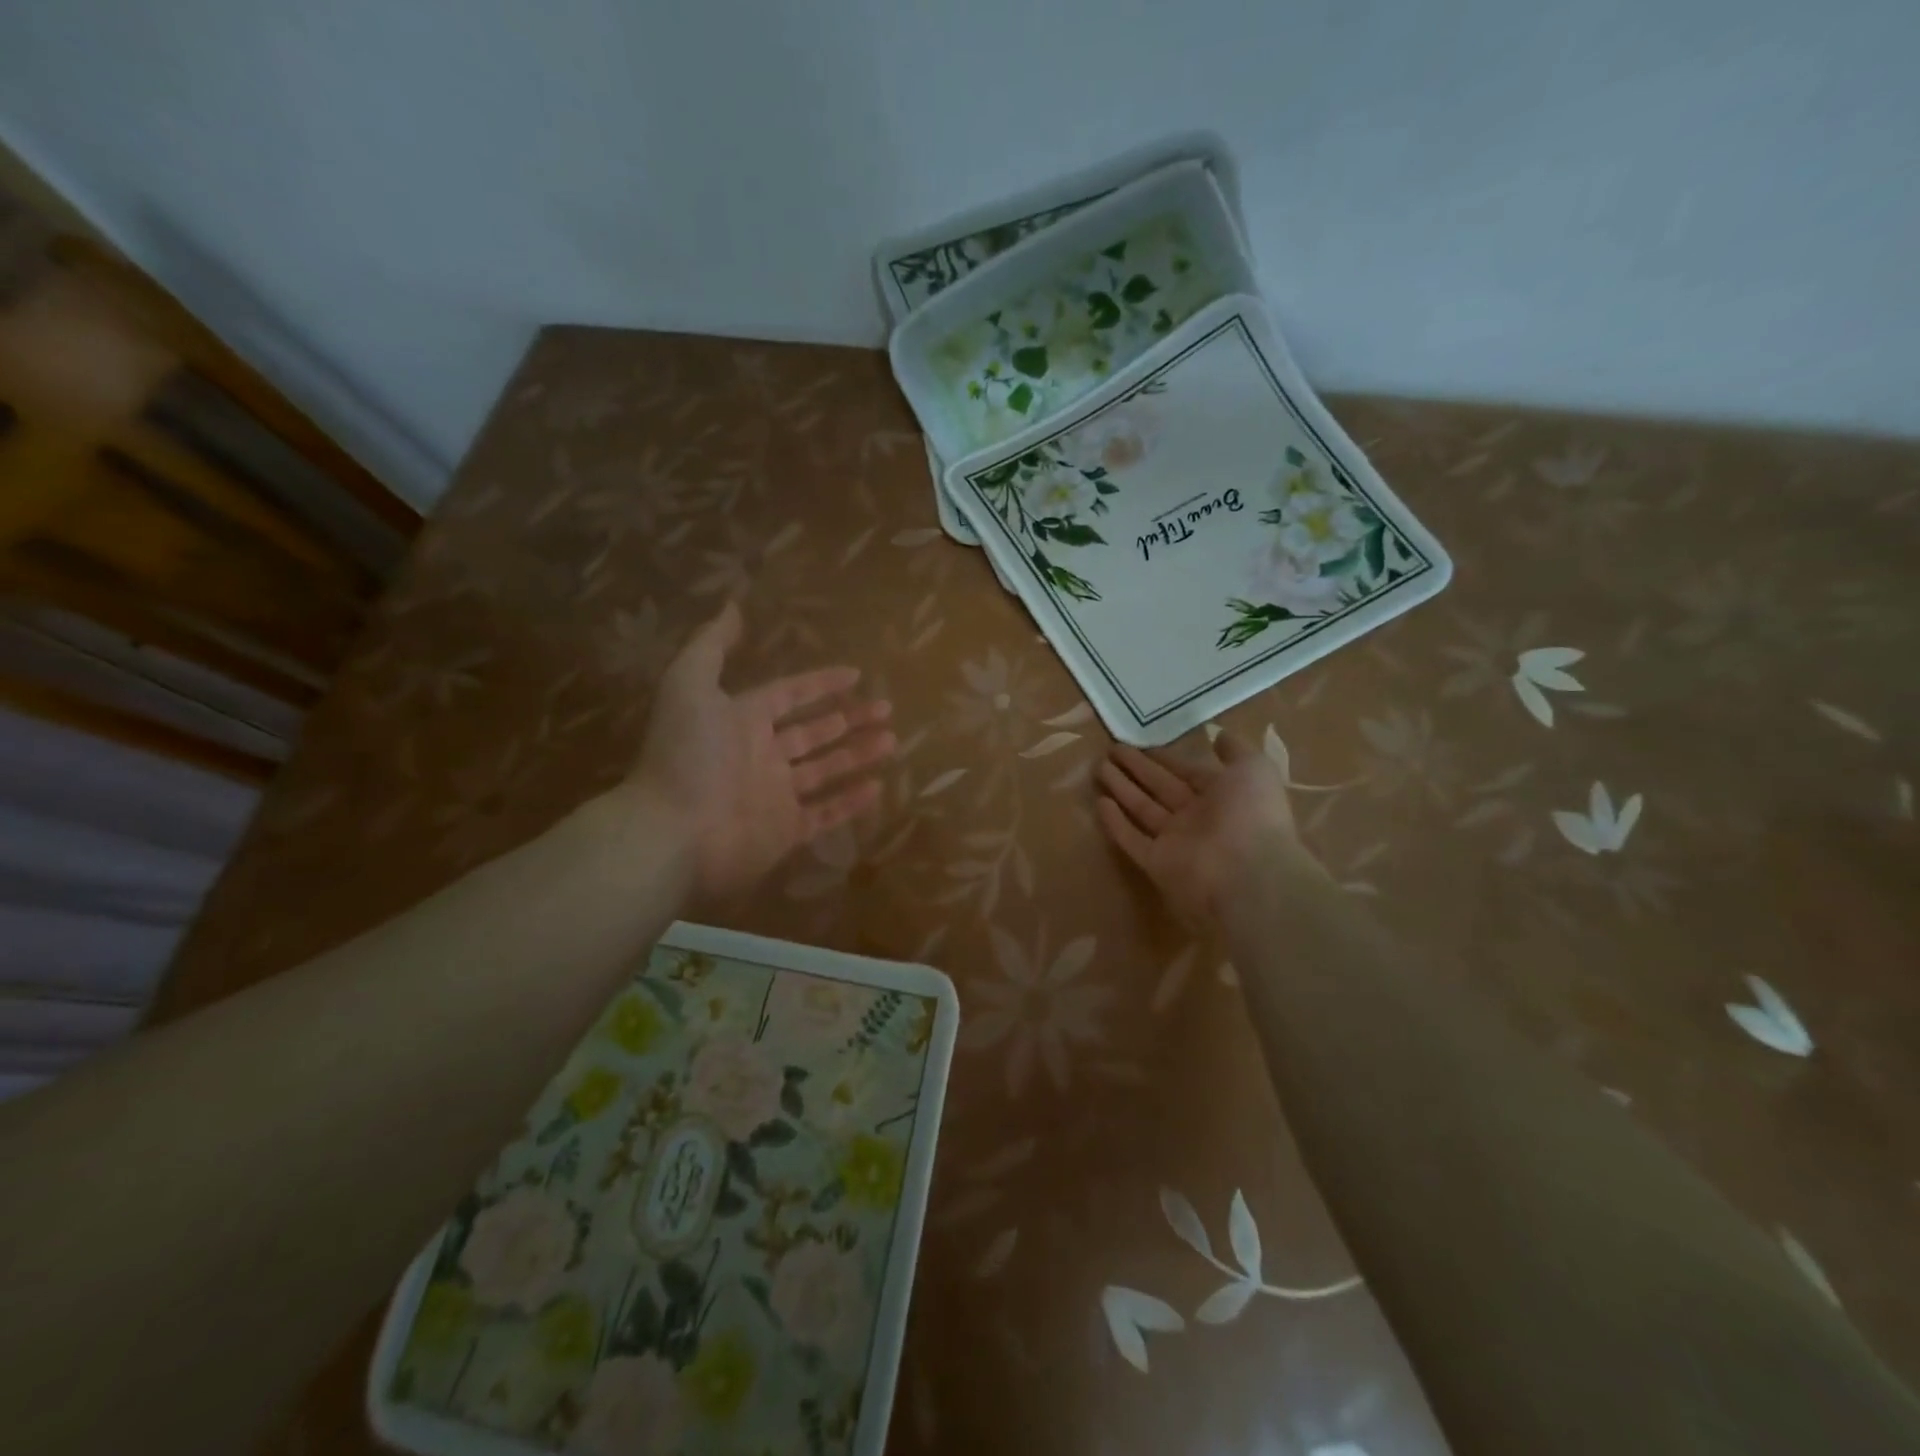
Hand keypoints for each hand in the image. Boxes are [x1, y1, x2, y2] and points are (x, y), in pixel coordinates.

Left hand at [628, 601, 894, 903]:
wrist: (672, 833)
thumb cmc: (687, 756)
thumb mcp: (688, 685)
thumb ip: (710, 646)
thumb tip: (732, 605)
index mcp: (741, 721)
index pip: (789, 695)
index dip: (820, 683)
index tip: (856, 673)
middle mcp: (761, 756)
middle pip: (814, 732)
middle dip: (849, 718)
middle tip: (886, 708)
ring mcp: (775, 796)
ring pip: (825, 770)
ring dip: (858, 755)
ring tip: (891, 741)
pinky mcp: (784, 832)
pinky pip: (824, 814)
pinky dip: (850, 803)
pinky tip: (878, 787)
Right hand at [1095, 731, 1323, 928]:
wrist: (1249, 875)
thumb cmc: (1251, 815)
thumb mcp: (1254, 769)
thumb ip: (1236, 751)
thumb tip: (1219, 736)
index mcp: (1221, 796)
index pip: (1186, 771)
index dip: (1164, 757)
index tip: (1140, 742)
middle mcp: (1196, 817)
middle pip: (1160, 787)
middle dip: (1136, 768)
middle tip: (1111, 750)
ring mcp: (1175, 841)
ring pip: (1142, 809)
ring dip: (1121, 788)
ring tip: (1098, 767)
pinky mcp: (1156, 862)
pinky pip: (1132, 839)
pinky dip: (1116, 823)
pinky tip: (1099, 803)